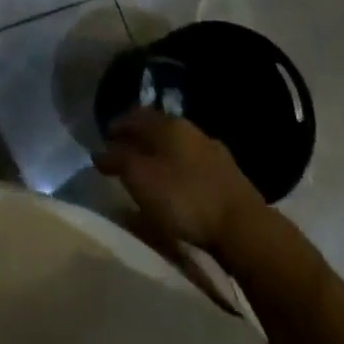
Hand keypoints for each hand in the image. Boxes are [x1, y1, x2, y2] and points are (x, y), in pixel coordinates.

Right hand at [94, 108, 261, 255]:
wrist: (243, 227)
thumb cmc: (184, 198)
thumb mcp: (140, 179)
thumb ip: (117, 161)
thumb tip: (100, 151)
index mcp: (166, 124)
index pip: (133, 115)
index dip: (116, 126)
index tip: (104, 141)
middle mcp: (189, 128)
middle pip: (156, 128)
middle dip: (138, 139)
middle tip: (123, 156)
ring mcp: (212, 149)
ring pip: (176, 145)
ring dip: (160, 154)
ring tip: (149, 173)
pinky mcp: (228, 173)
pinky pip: (193, 162)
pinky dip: (178, 168)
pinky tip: (177, 185)